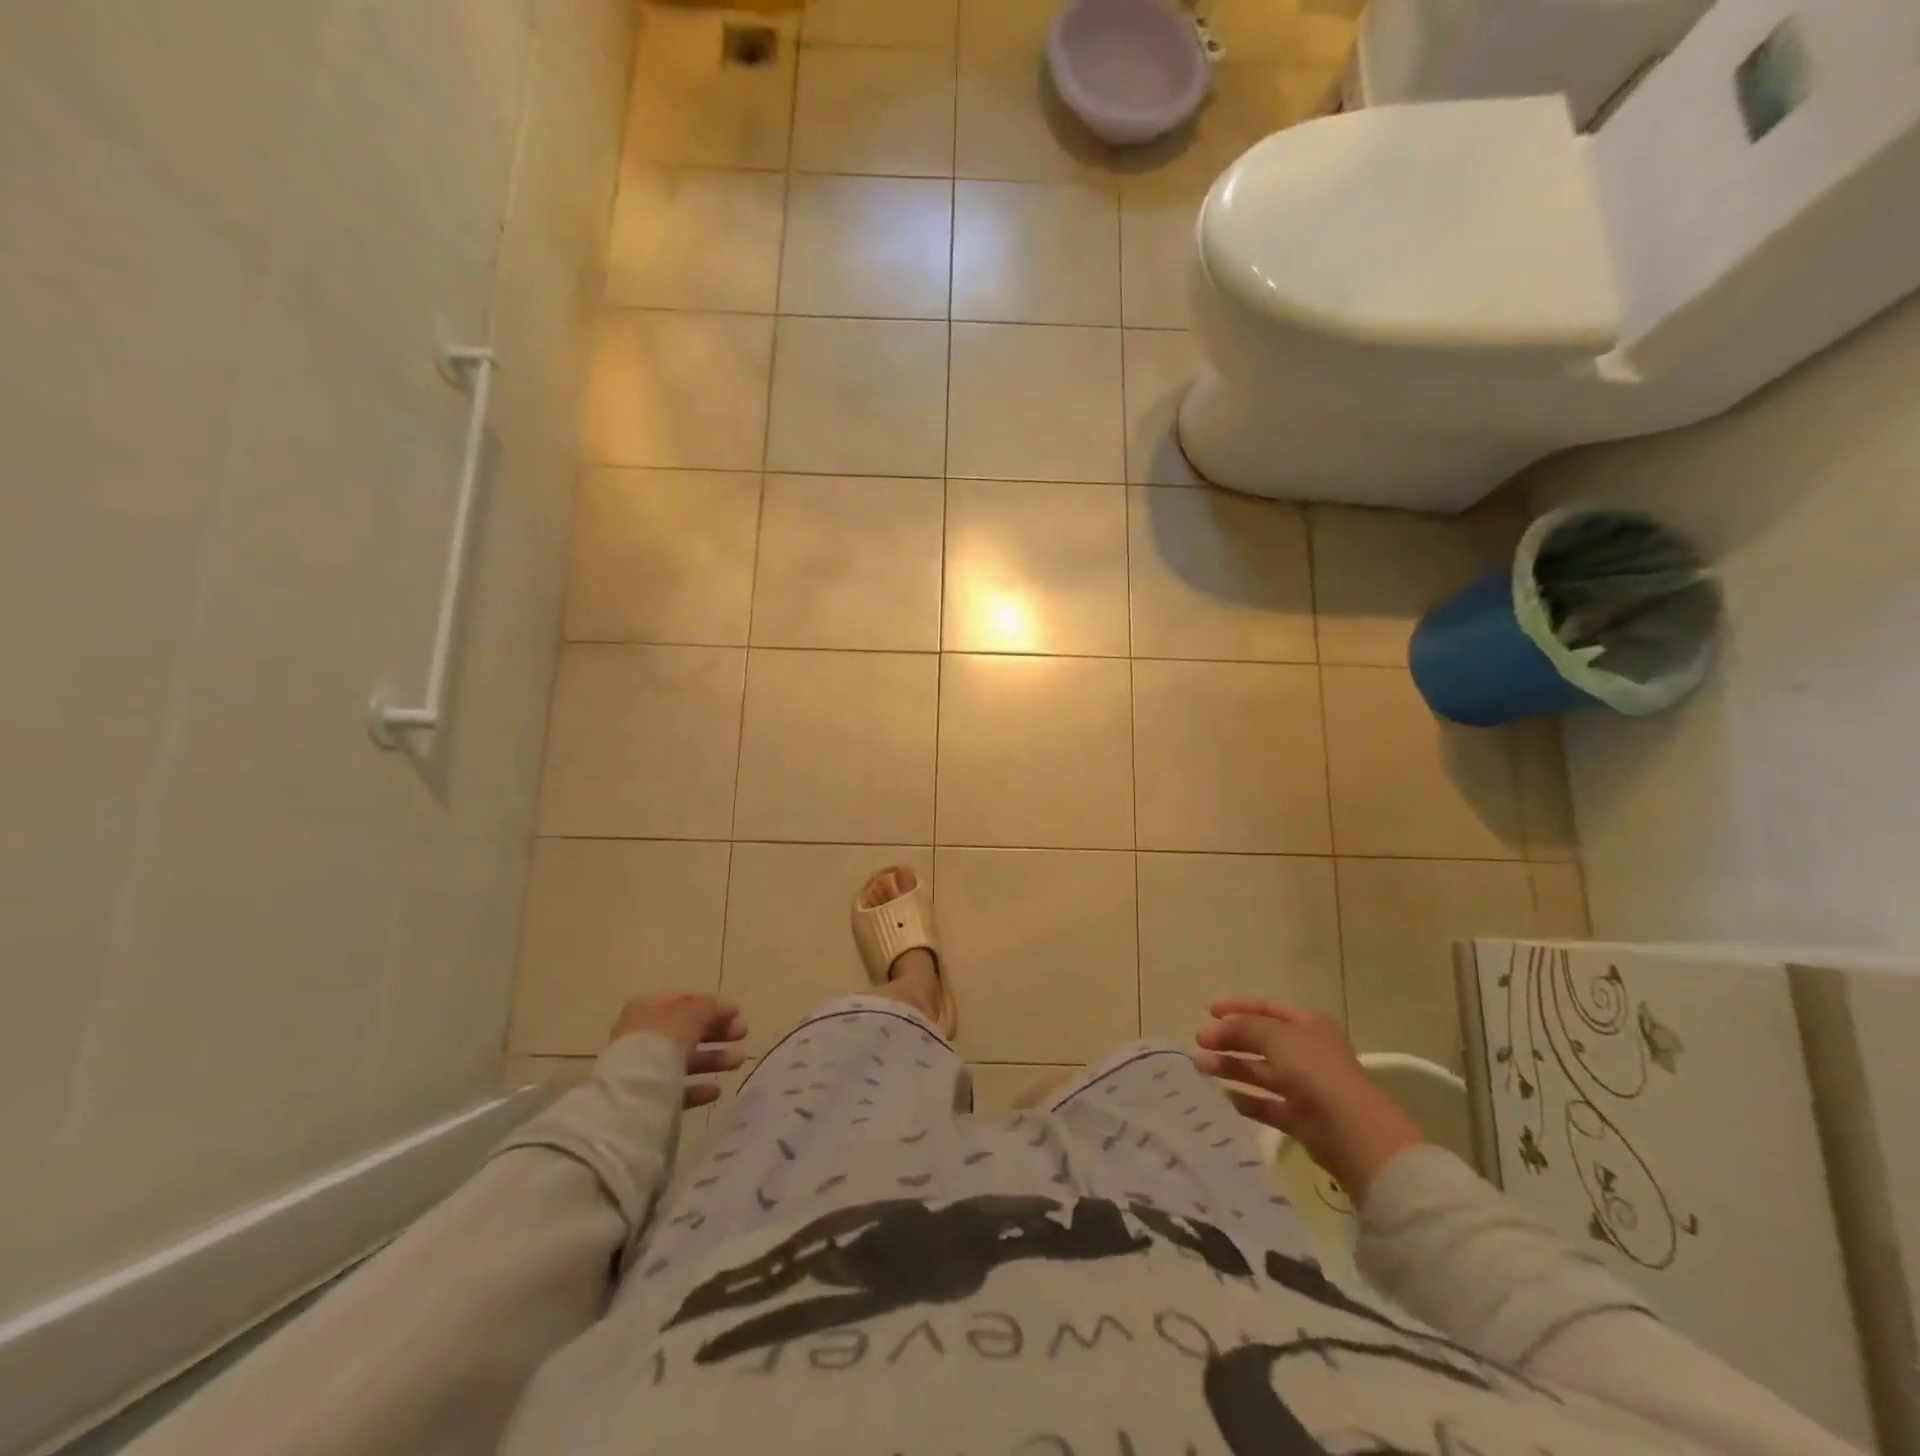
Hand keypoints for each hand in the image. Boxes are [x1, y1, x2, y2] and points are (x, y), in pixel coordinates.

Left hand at [610, 993, 747, 1109]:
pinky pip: (677, 1088)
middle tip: (743, 1034)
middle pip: (686, 1031)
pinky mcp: (647, 1096)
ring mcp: (643, 1067)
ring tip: (738, 1061)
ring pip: (684, 1059)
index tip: (735, 1014)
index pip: (684, 1001)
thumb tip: (729, 1008)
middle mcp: (643, 1035)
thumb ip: (712, 1008)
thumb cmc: (663, 1040)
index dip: (711, 1006)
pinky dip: (697, 1087)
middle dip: (717, 1032)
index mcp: (648, 1009)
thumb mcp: (693, 1014)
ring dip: (713, 1059)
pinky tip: (716, 1090)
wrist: (634, 1091)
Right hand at [1193, 999, 1423, 1202]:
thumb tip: (1216, 1029)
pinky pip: (1268, 1105)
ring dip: (1232, 1068)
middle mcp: (1307, 1052)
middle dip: (1230, 1040)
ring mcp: (1305, 1086)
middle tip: (1200, 1044)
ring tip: (1202, 1068)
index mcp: (1308, 1025)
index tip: (1208, 1012)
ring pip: (1261, 1072)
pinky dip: (1247, 1100)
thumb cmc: (1315, 1071)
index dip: (1237, 1008)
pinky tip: (1225, 1098)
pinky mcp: (1301, 1118)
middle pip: (1261, 1041)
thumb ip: (1243, 1027)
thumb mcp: (1276, 1036)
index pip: (1267, 1008)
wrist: (1352, 1132)